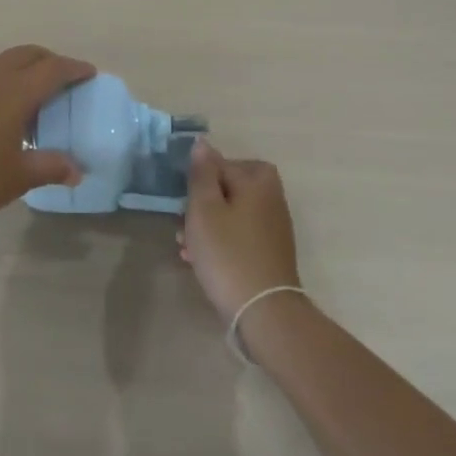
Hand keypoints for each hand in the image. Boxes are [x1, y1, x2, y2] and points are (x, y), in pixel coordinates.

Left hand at [0, 45, 95, 229]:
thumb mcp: (16, 178)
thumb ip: (50, 167)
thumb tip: (76, 170)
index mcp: (14, 92)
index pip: (53, 69)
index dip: (74, 68)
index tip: (89, 72)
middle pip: (26, 54)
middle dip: (48, 60)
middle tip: (62, 78)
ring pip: (0, 63)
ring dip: (20, 70)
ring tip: (29, 96)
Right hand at [178, 142, 301, 323]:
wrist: (264, 312)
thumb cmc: (228, 253)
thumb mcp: (205, 208)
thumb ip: (202, 173)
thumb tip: (203, 143)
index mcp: (257, 181)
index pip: (220, 163)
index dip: (197, 179)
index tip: (182, 199)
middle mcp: (270, 198)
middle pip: (227, 187)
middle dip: (201, 202)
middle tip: (183, 221)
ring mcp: (273, 227)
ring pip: (231, 212)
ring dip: (207, 224)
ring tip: (185, 245)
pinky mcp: (270, 252)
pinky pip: (239, 234)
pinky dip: (220, 241)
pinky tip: (200, 260)